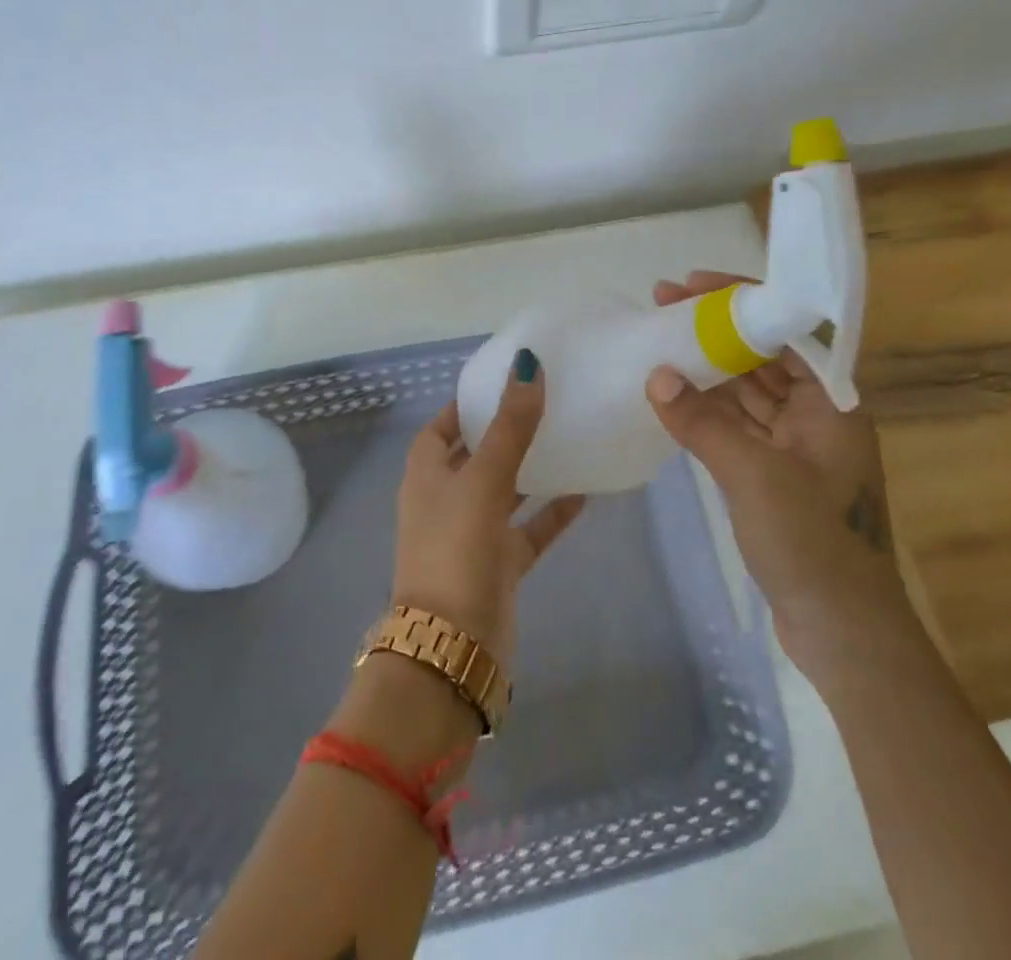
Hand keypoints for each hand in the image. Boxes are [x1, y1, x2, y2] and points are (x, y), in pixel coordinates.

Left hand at [391, 350, 585, 672]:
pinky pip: (529, 528)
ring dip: (531, 468)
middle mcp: (445, 499)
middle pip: (475, 455)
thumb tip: (528, 364)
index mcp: (426, 474)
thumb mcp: (482, 479)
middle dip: (503, 430)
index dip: (464, 404)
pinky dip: (551, 511)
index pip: (441, 427)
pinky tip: (585, 491)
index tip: (502, 381)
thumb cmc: (455, 550)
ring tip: (567, 434)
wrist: (453, 647)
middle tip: (545, 401)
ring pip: (505, 490)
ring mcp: (472, 534)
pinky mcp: (499, 565)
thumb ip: (509, 426)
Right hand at [645, 271, 918, 672]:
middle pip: (763, 356)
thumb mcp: (754, 476)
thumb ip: (703, 423)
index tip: (690, 284)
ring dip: (707, 367)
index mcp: (831, 403)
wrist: (843, 633)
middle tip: (662, 304)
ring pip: (746, 390)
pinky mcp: (775, 472)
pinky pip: (737, 424)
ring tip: (660, 340)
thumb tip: (656, 376)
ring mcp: (796, 446)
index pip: (785, 330)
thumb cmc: (812, 544)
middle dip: (715, 329)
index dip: (739, 301)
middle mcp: (817, 415)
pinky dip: (708, 408)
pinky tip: (674, 393)